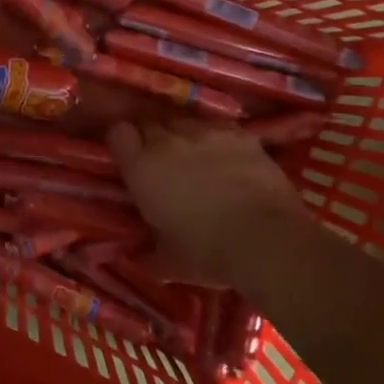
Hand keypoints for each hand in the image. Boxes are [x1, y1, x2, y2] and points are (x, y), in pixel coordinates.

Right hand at [107, 118, 316, 294]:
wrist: (266, 241)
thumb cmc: (207, 252)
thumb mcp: (167, 261)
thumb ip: (147, 253)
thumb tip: (137, 258)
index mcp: (142, 167)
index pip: (118, 132)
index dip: (123, 142)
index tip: (129, 157)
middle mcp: (168, 140)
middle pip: (151, 123)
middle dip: (153, 139)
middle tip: (163, 163)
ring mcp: (206, 133)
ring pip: (185, 123)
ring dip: (185, 137)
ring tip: (197, 158)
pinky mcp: (240, 135)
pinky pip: (219, 128)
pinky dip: (219, 139)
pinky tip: (229, 157)